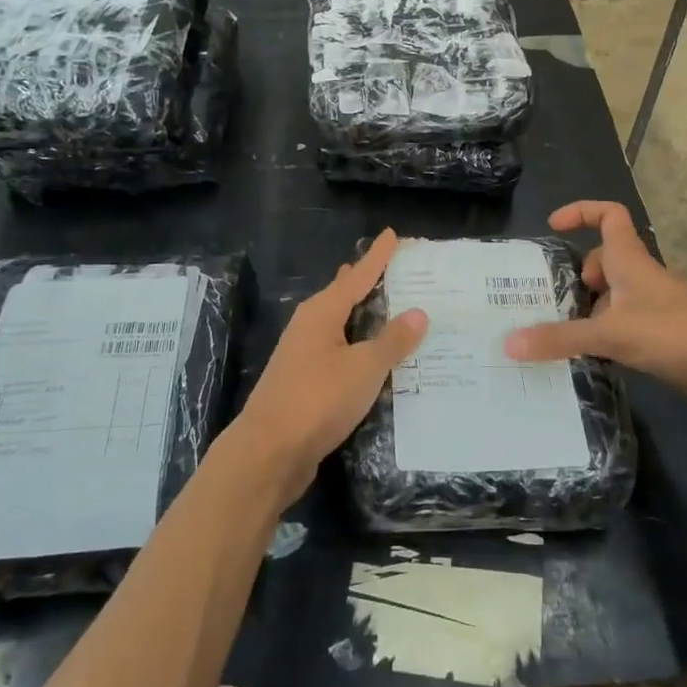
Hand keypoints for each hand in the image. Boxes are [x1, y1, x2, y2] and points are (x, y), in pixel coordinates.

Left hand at [234, 229, 427, 503]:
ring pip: (341, 323)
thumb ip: (392, 341)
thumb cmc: (317, 399)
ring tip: (391, 306)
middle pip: (344, 294)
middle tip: (398, 269)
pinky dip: (359, 345)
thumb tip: (419, 312)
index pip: (358, 275)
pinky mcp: (305, 381)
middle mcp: (310, 326)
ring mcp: (304, 354)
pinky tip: (374, 356)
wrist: (268, 452)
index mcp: (323, 312)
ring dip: (365, 315)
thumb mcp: (364, 368)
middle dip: (369, 281)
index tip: (393, 234)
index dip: (378, 256)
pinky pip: (340, 350)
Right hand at [503, 202, 686, 418]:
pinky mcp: (664, 333)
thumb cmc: (674, 333)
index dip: (581, 211)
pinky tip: (595, 356)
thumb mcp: (611, 334)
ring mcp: (656, 305)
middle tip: (559, 302)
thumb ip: (560, 338)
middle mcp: (643, 276)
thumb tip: (508, 343)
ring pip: (615, 294)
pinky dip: (608, 331)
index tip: (554, 226)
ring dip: (592, 308)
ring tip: (568, 334)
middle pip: (606, 258)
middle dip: (581, 275)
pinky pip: (626, 321)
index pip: (610, 215)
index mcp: (631, 260)